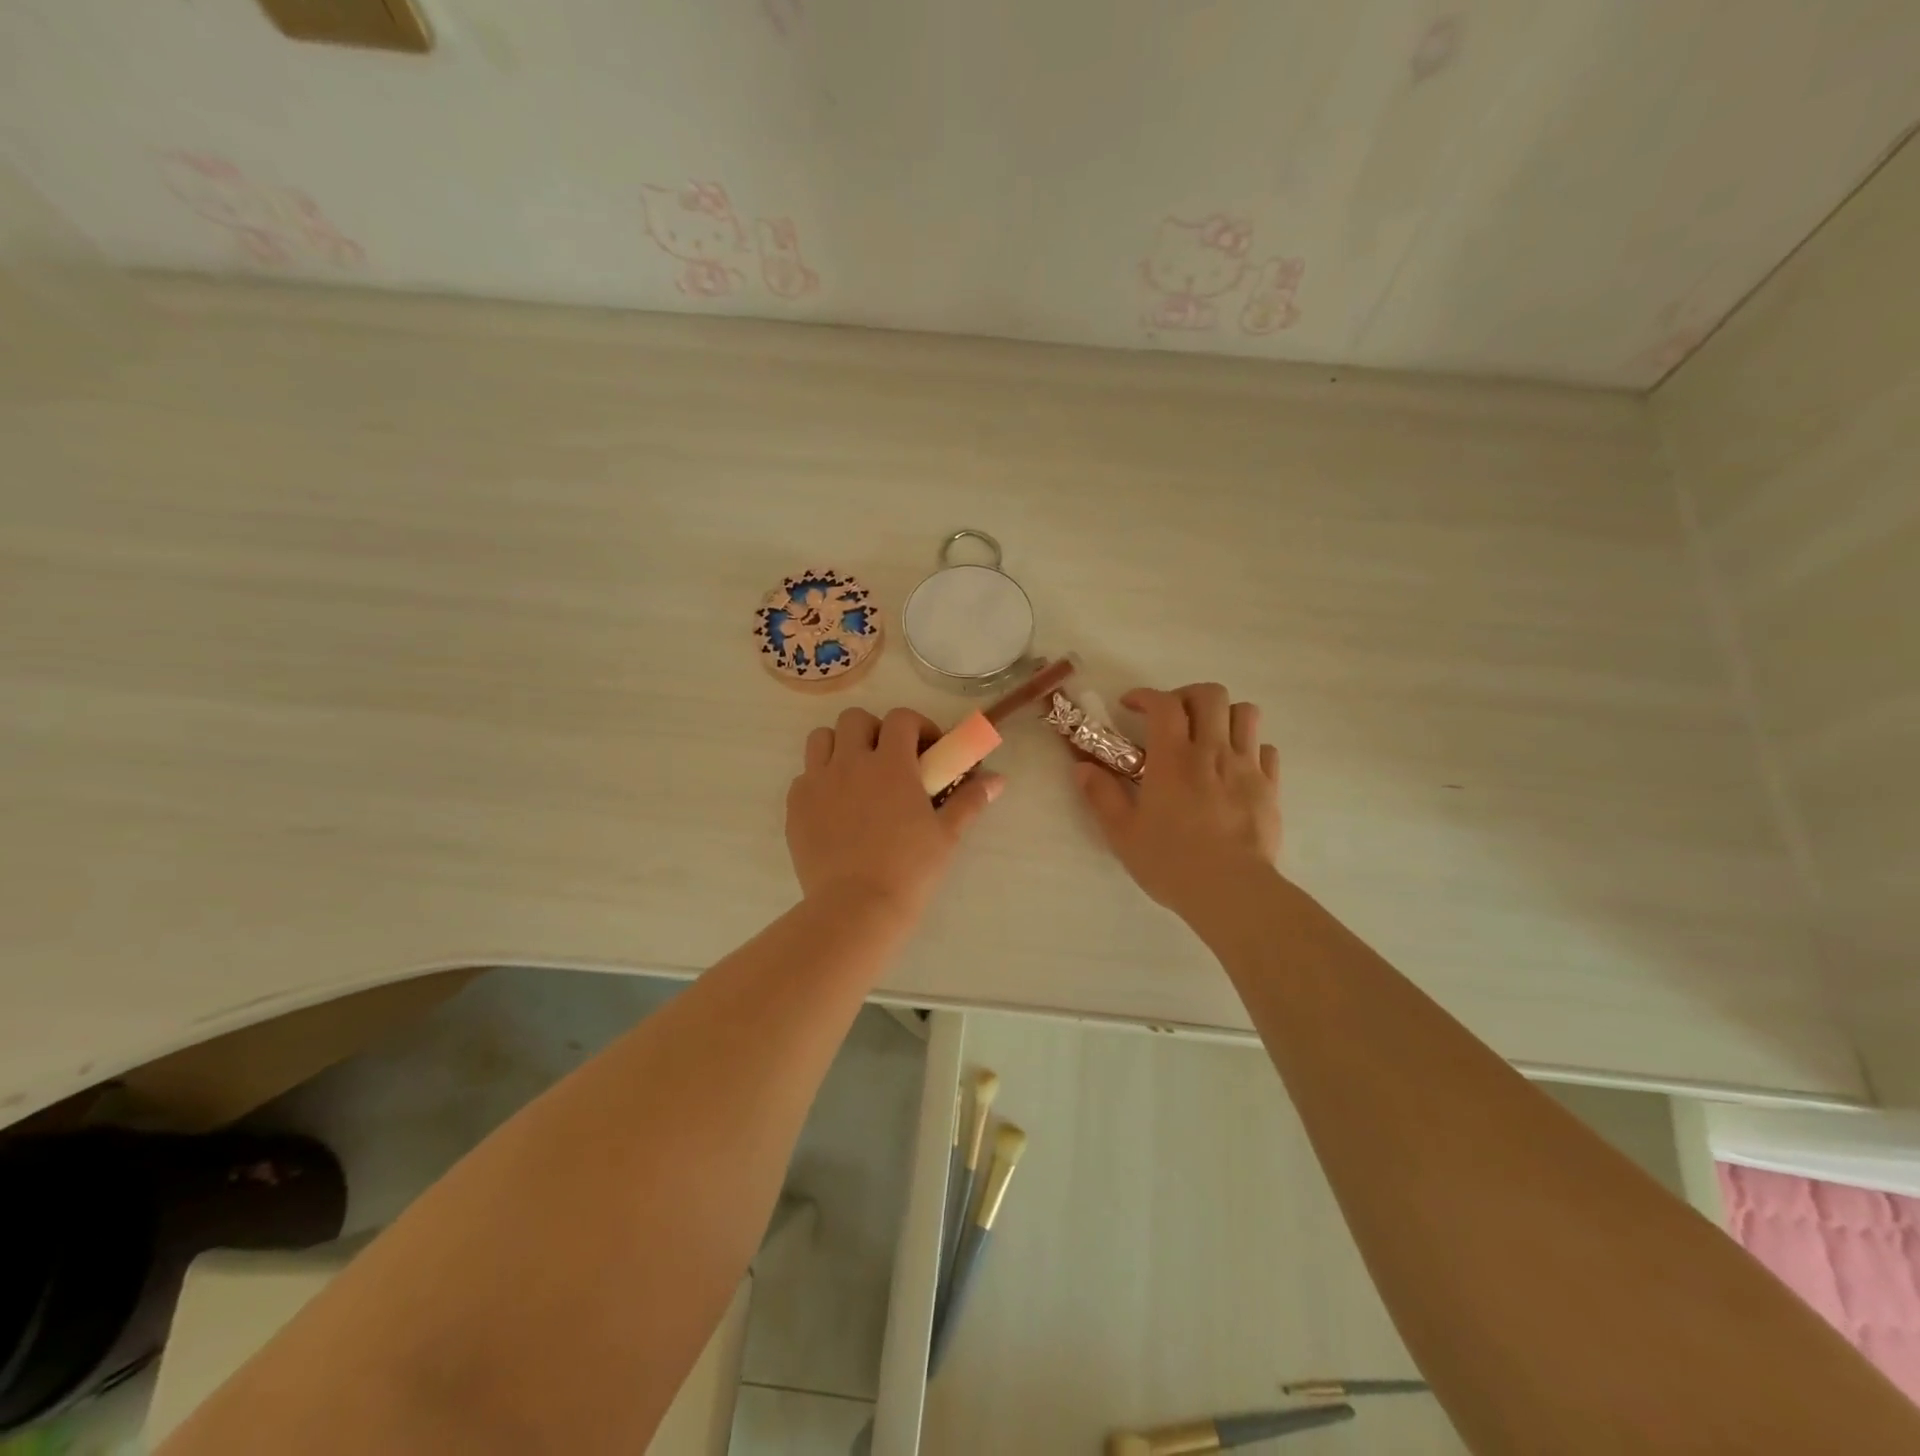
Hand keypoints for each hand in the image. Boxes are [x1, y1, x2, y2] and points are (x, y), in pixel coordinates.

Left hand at [787, 707, 1003, 923]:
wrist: (856, 908)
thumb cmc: (910, 870)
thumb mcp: (947, 835)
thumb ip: (970, 800)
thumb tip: (998, 780)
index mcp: (890, 763)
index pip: (901, 718)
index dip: (917, 725)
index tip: (928, 749)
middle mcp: (850, 762)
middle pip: (855, 719)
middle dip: (874, 731)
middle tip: (889, 760)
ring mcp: (817, 782)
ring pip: (822, 739)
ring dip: (841, 746)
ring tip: (856, 775)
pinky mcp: (795, 806)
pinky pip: (804, 776)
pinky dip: (820, 780)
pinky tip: (835, 807)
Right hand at [1074, 684, 1279, 921]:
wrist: (1231, 890)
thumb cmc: (1171, 862)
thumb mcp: (1122, 833)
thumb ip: (1101, 796)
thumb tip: (1081, 768)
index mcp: (1173, 758)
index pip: (1164, 704)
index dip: (1146, 695)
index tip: (1130, 706)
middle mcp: (1212, 751)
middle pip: (1211, 695)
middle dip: (1188, 696)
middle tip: (1172, 718)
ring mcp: (1246, 767)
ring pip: (1246, 713)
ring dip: (1224, 715)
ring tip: (1208, 736)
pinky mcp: (1270, 787)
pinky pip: (1267, 749)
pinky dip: (1250, 747)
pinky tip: (1235, 766)